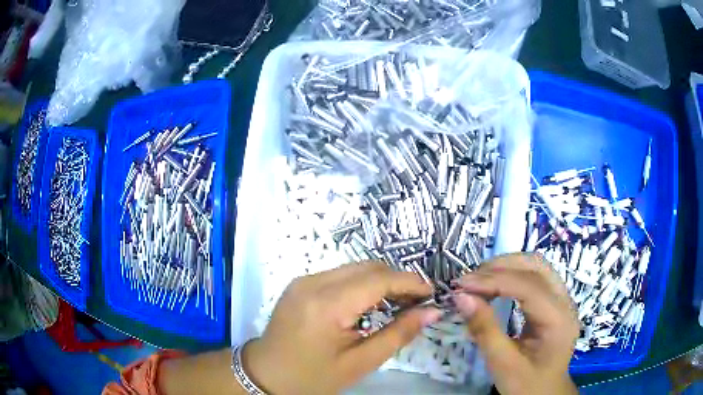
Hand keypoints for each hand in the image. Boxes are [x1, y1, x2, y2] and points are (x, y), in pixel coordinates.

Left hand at [243, 261, 442, 394]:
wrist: (266, 375)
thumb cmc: (312, 376)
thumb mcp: (359, 363)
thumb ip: (398, 335)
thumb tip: (431, 312)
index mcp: (327, 305)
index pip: (378, 279)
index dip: (410, 282)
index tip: (432, 294)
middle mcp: (313, 282)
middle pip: (367, 267)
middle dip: (397, 280)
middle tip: (416, 303)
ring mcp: (303, 280)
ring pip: (354, 268)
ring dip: (380, 281)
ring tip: (397, 304)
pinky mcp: (300, 284)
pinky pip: (339, 275)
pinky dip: (361, 284)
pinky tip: (368, 304)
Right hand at [452, 253, 578, 394]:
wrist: (545, 394)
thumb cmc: (525, 385)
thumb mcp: (502, 364)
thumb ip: (484, 330)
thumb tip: (461, 297)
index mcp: (558, 320)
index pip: (528, 287)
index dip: (494, 281)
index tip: (462, 284)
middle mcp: (565, 302)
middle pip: (537, 267)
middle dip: (502, 266)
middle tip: (470, 279)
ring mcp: (563, 299)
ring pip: (537, 266)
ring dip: (508, 266)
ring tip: (480, 279)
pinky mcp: (555, 302)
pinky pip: (536, 277)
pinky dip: (513, 275)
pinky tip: (496, 285)